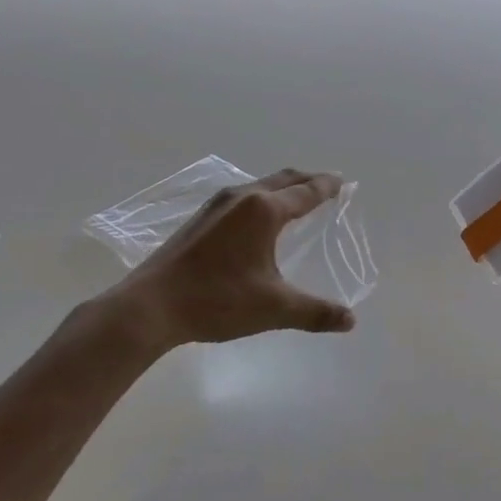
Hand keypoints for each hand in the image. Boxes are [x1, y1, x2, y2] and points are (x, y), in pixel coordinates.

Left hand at [87, 169, 357, 360]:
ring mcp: (217, 205)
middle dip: (309, 180)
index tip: (344, 181)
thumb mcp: (273, 308)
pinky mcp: (200, 218)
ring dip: (284, 188)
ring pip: (261, 185)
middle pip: (285, 179)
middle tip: (328, 185)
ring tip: (297, 201)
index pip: (307, 191)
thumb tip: (350, 321)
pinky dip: (263, 198)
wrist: (149, 307)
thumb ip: (315, 312)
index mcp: (265, 210)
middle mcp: (243, 197)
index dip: (328, 186)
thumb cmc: (217, 301)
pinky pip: (242, 196)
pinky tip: (258, 221)